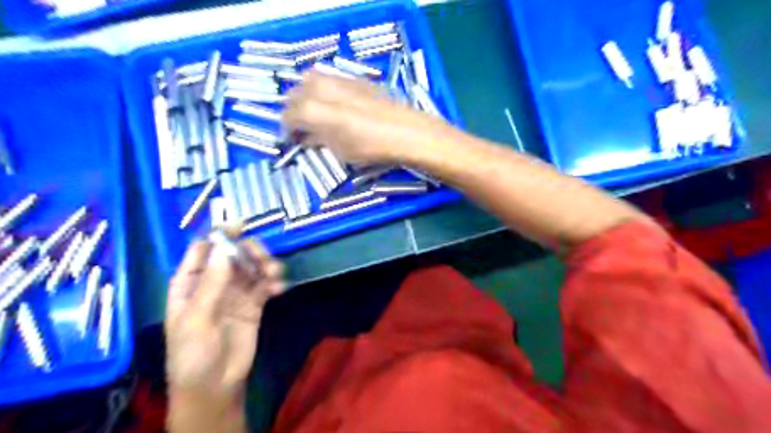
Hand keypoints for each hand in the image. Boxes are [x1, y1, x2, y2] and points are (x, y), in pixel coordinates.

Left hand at [166, 239, 284, 392]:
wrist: (214, 384)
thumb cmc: (193, 353)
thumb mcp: (196, 318)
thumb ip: (211, 284)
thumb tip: (225, 250)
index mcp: (191, 282)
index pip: (203, 249)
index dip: (219, 235)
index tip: (240, 226)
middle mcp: (214, 282)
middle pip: (234, 254)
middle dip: (250, 251)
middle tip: (264, 258)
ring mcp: (236, 292)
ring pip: (252, 267)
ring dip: (266, 265)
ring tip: (275, 274)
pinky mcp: (254, 304)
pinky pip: (265, 285)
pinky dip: (274, 283)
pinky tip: (279, 290)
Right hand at [283, 72, 452, 163]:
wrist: (406, 132)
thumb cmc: (371, 148)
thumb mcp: (339, 151)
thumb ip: (318, 140)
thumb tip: (307, 137)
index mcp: (311, 109)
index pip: (288, 115)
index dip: (287, 129)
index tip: (293, 139)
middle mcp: (320, 88)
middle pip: (295, 93)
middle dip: (294, 110)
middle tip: (302, 126)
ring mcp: (338, 79)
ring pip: (310, 80)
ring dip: (306, 95)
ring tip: (316, 112)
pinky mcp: (355, 78)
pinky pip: (329, 78)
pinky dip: (323, 89)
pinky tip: (334, 103)